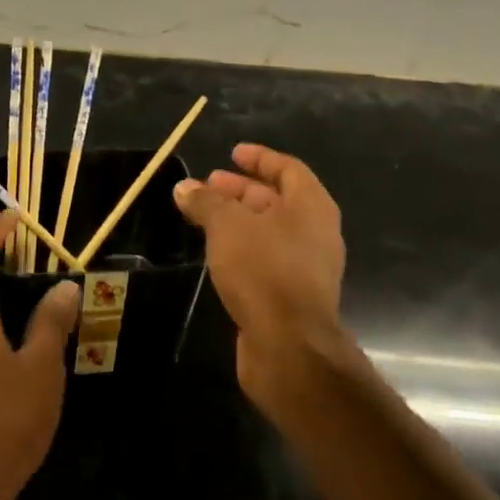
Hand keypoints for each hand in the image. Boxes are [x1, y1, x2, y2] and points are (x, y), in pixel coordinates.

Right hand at [174, 143, 362, 428]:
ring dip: (238, 220)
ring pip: (269, 231)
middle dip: (241, 190)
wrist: (288, 345)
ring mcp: (307, 266)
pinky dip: (242, 247)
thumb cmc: (263, 270)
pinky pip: (266, 258)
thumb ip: (206, 202)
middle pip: (277, 200)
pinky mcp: (292, 295)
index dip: (259, 158)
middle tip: (208, 186)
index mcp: (311, 207)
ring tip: (203, 217)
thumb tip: (184, 188)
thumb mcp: (227, 226)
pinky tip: (216, 252)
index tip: (232, 154)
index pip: (288, 169)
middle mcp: (315, 232)